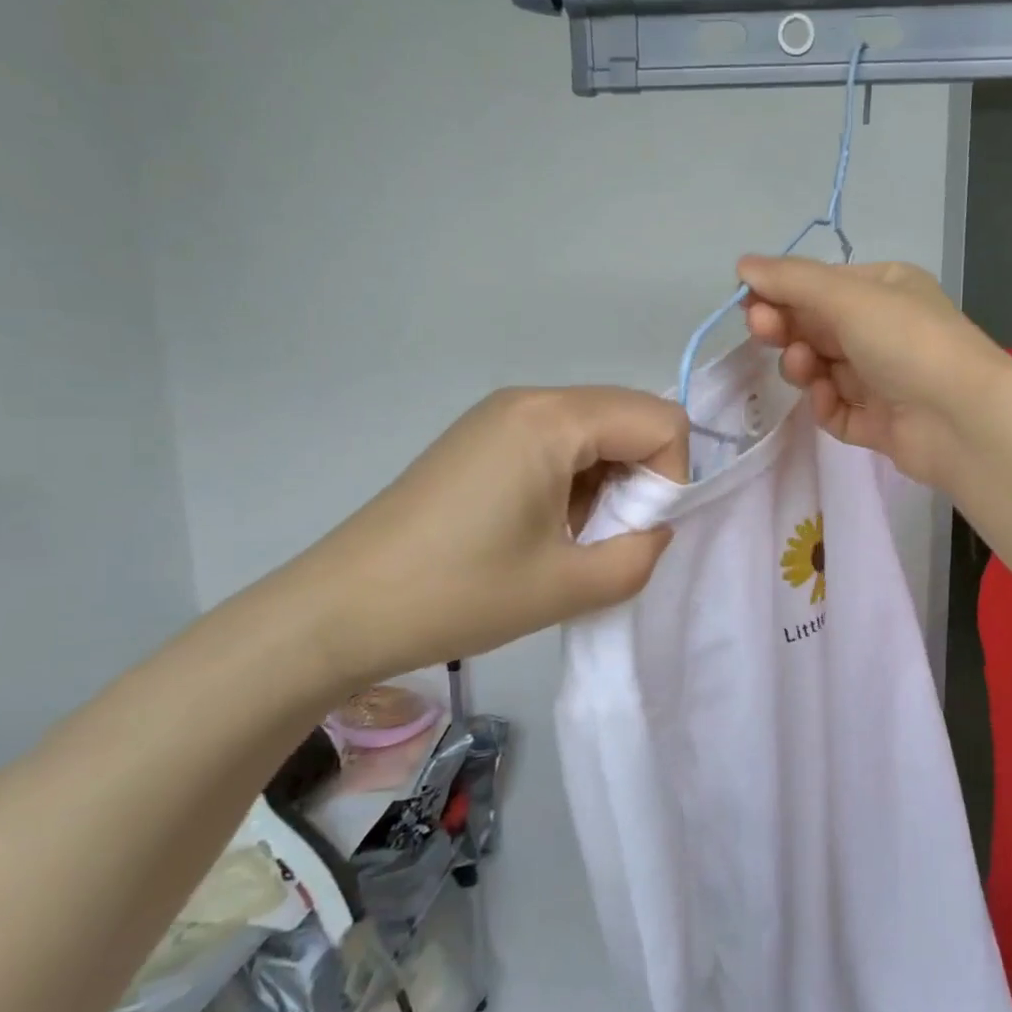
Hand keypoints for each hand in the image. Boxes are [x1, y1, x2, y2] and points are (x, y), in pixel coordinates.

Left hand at [291, 386, 687, 685]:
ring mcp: (500, 415)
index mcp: (552, 420)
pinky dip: (577, 480)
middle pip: (630, 417)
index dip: (671, 479)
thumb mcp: (569, 587)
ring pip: (598, 431)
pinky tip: (545, 528)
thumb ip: (641, 555)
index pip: (660, 421)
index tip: (638, 532)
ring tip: (573, 539)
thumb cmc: (459, 595)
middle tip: (610, 538)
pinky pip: (560, 442)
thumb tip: (654, 529)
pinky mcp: (483, 438)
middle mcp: (530, 400)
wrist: (340, 611)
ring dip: (609, 483)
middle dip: (642, 478)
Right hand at [738, 255, 1009, 486]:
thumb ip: (792, 281)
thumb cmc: (907, 341)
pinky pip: (837, 410)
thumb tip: (742, 264)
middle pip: (817, 328)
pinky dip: (825, 404)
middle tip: (761, 330)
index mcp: (886, 289)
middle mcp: (884, 331)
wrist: (961, 418)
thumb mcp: (848, 296)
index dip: (782, 293)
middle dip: (786, 328)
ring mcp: (882, 380)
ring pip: (822, 370)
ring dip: (803, 366)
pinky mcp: (879, 423)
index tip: (749, 302)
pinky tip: (826, 399)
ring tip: (805, 368)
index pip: (821, 287)